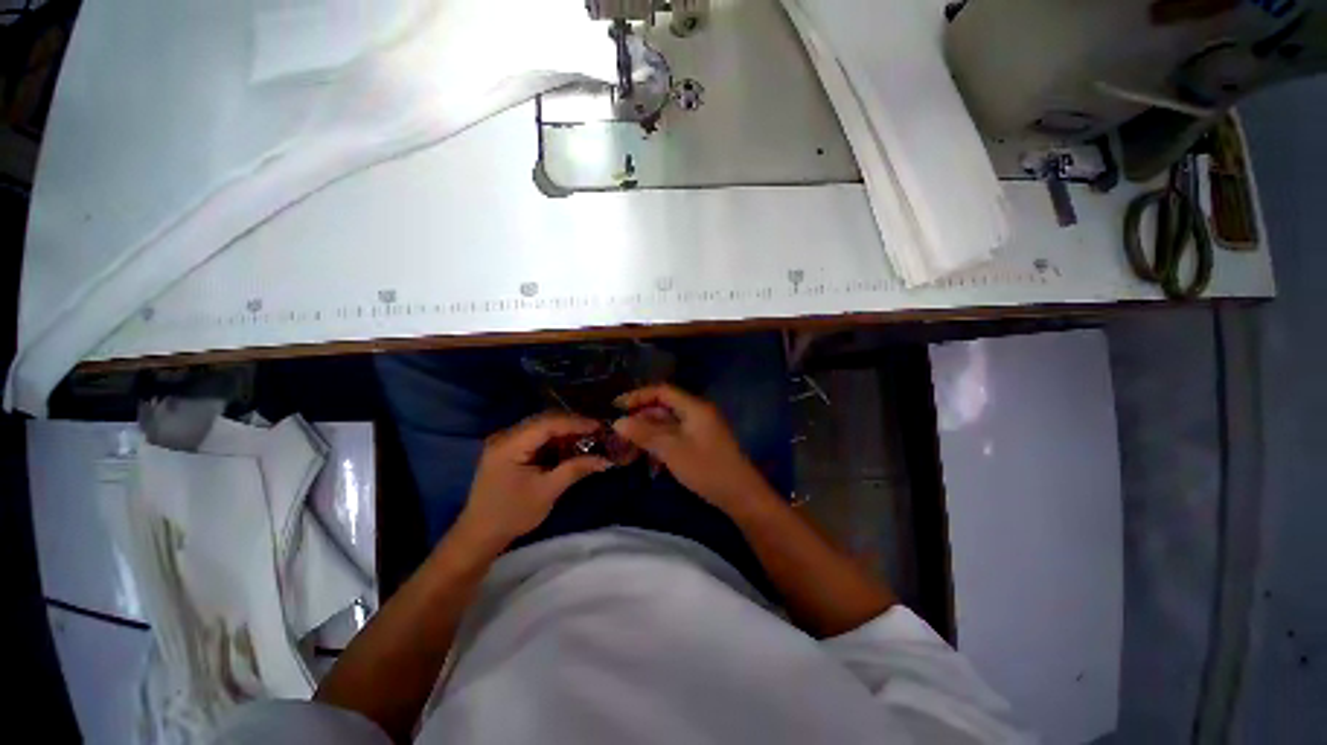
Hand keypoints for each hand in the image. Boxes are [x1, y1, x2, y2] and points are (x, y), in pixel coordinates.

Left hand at [455, 412, 612, 548]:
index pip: (548, 424)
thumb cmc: (512, 515)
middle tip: (598, 432)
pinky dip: (555, 440)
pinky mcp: (509, 450)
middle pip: (545, 421)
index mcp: (510, 445)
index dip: (576, 423)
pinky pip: (536, 437)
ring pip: (542, 427)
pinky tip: (570, 446)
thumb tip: (605, 459)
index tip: (600, 427)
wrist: (480, 535)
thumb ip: (575, 469)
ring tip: (589, 438)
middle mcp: (506, 436)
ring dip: (565, 432)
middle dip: (573, 425)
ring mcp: (506, 442)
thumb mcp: (547, 492)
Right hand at [612, 384, 771, 512]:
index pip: (662, 391)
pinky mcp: (701, 443)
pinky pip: (676, 436)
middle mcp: (697, 412)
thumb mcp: (672, 450)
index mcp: (694, 407)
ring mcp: (700, 428)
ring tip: (629, 447)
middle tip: (619, 431)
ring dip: (649, 433)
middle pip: (664, 407)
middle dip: (641, 417)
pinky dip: (661, 444)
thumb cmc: (706, 468)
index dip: (638, 396)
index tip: (616, 407)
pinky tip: (650, 460)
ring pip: (668, 424)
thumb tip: (618, 422)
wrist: (741, 495)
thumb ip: (645, 434)